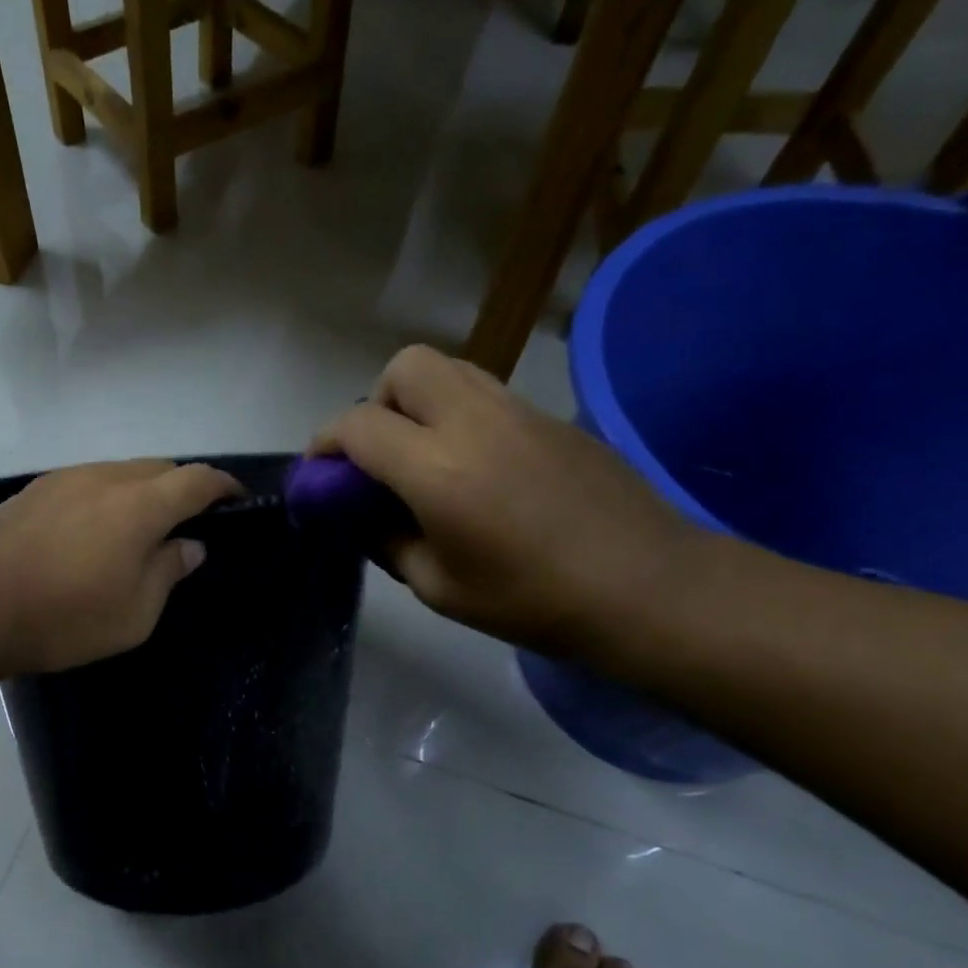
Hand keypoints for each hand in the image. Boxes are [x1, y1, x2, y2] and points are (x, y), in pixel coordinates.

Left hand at [0, 459, 241, 674]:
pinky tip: (92, 530)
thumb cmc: (65, 618)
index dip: (222, 486)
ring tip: (137, 528)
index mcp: (140, 505)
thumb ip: (168, 571)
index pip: (197, 480)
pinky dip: (104, 497)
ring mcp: (64, 478)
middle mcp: (105, 477)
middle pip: (158, 468)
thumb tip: (190, 545)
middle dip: (181, 487)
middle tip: (186, 522)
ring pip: (119, 471)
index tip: (235, 499)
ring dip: (140, 491)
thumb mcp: (134, 613)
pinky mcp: (33, 490)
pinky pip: (86, 482)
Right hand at [311, 346, 700, 655]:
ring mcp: (519, 411)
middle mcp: (474, 422)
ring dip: (419, 401)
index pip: (359, 425)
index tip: (320, 473)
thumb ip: (389, 542)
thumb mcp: (438, 587)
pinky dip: (459, 414)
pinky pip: (487, 393)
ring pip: (450, 369)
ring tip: (422, 457)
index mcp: (437, 469)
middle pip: (406, 367)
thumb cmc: (532, 600)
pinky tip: (474, 467)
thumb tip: (366, 518)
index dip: (325, 443)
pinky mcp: (552, 418)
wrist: (647, 586)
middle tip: (379, 456)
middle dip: (376, 402)